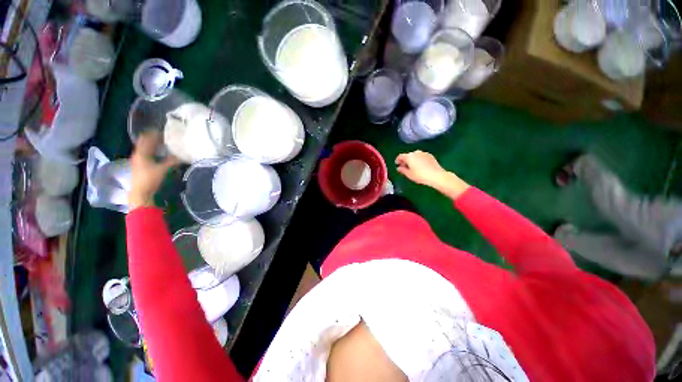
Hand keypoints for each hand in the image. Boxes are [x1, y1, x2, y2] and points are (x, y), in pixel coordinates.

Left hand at [128, 132, 178, 210]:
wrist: (140, 193)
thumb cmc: (150, 179)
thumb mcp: (163, 169)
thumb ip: (172, 161)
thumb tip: (183, 155)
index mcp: (142, 152)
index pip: (147, 138)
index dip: (155, 133)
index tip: (165, 131)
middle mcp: (138, 154)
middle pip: (144, 142)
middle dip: (153, 138)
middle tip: (165, 136)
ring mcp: (137, 160)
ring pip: (144, 147)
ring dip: (152, 144)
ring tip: (163, 143)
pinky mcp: (139, 165)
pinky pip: (145, 153)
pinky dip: (152, 150)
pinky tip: (159, 153)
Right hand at [395, 150, 468, 199]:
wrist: (436, 175)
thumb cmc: (420, 176)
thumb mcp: (409, 174)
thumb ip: (402, 170)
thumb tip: (399, 168)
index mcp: (409, 156)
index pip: (400, 156)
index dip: (397, 160)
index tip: (397, 164)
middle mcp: (416, 152)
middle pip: (408, 155)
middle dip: (405, 160)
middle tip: (404, 167)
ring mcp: (424, 153)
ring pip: (415, 156)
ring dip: (412, 160)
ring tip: (412, 167)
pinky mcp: (430, 155)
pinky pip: (421, 157)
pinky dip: (419, 160)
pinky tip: (420, 166)